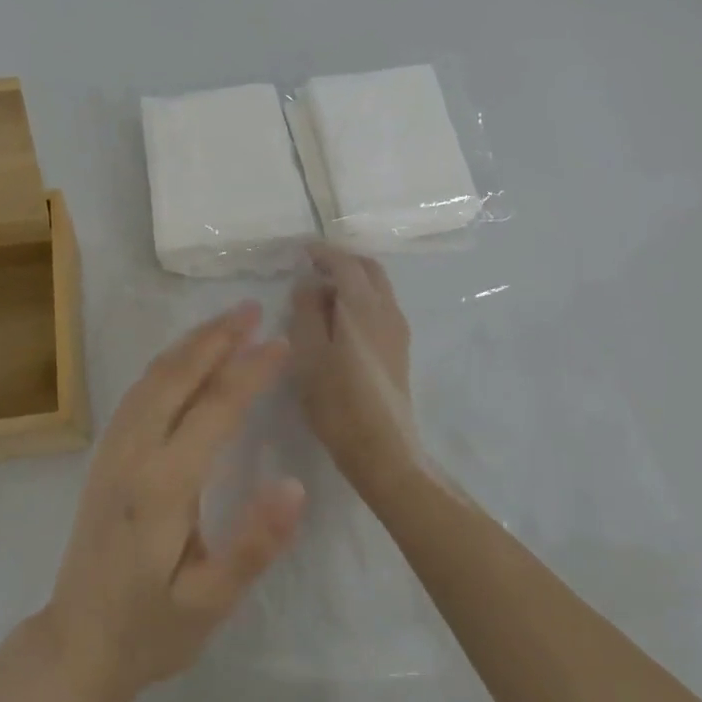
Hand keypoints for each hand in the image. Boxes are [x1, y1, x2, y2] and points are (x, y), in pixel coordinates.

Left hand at [37, 302, 305, 701]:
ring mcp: (113, 448)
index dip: (251, 371)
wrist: (74, 646)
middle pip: (178, 376)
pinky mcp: (106, 452)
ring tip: (226, 321)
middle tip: (252, 308)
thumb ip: (252, 545)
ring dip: (191, 343)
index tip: (281, 342)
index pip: (215, 409)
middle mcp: (134, 453)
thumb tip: (294, 485)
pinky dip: (168, 361)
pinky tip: (186, 357)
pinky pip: (139, 390)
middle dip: (217, 337)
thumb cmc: (149, 630)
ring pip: (154, 376)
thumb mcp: (208, 605)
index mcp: (163, 486)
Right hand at [291, 247, 420, 497]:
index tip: (302, 250)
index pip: (346, 262)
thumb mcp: (308, 354)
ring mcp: (398, 330)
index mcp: (363, 306)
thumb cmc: (338, 402)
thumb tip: (309, 283)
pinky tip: (339, 319)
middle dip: (342, 260)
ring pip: (378, 287)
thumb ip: (306, 311)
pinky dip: (360, 298)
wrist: (384, 451)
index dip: (324, 251)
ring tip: (322, 293)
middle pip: (369, 269)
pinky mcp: (399, 349)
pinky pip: (380, 306)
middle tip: (314, 266)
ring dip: (353, 279)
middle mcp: (387, 310)